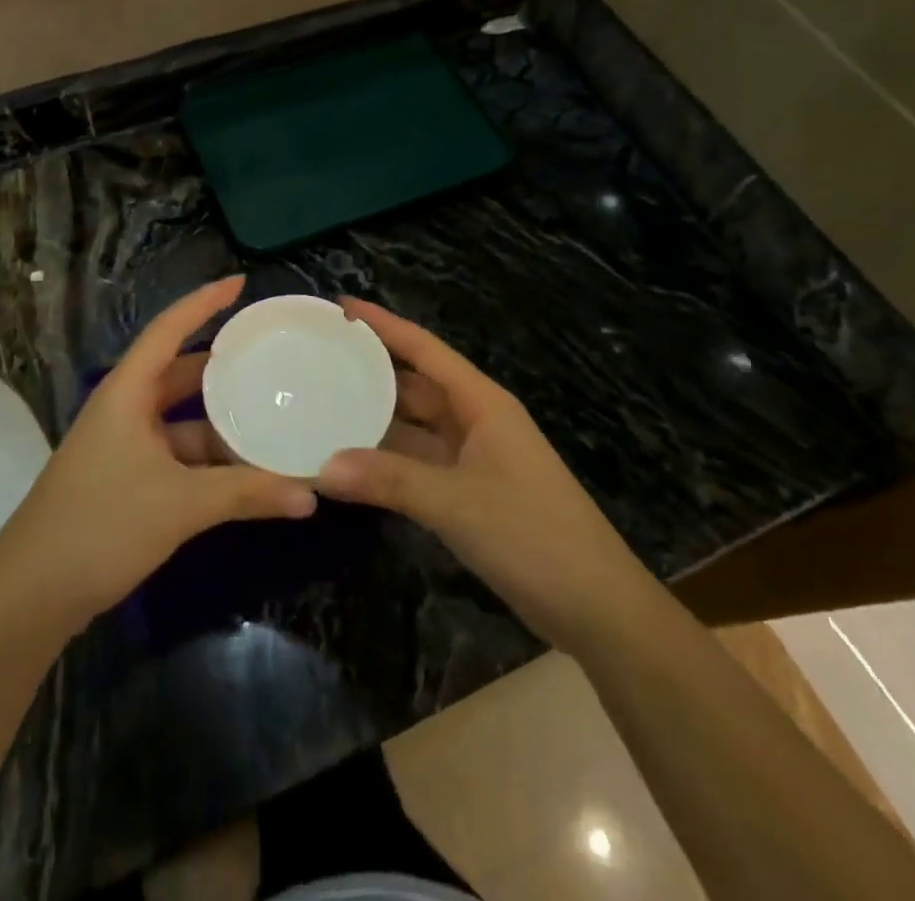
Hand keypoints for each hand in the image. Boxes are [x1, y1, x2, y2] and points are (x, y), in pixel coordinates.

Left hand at [0, 277, 316, 633]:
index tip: (240, 284)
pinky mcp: (124, 481)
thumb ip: (246, 494)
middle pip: (178, 373)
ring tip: (270, 414)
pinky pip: (175, 454)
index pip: (167, 330)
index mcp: (126, 394)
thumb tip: (310, 494)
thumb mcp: (180, 505)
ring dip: (219, 421)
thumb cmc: (101, 526)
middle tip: (269, 355)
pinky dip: (208, 458)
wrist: (29, 595)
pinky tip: (243, 470)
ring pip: (180, 420)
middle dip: (221, 365)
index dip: (203, 302)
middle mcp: (123, 410)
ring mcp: (122, 447)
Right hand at [316, 299, 651, 647]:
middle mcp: (475, 421)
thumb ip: (388, 481)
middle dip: (371, 369)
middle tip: (317, 358)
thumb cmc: (533, 536)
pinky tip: (350, 463)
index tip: (341, 306)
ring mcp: (473, 458)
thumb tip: (320, 468)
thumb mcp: (457, 503)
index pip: (425, 349)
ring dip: (375, 418)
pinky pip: (418, 463)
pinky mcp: (470, 493)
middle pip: (416, 384)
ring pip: (414, 426)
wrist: (597, 608)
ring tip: (321, 405)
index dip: (384, 324)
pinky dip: (386, 460)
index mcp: (481, 403)